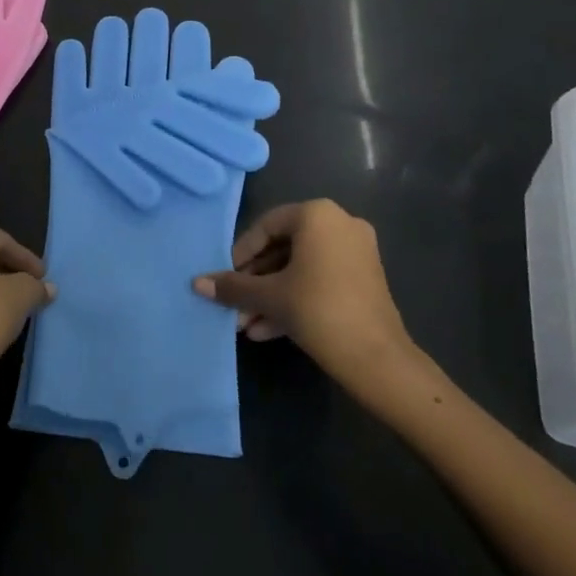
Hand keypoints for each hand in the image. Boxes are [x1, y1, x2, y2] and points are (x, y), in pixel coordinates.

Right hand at [194, 200, 420, 392]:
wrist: (378, 360)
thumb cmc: (319, 311)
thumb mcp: (270, 297)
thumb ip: (233, 286)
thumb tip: (196, 283)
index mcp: (317, 215)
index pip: (267, 226)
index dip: (241, 253)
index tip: (226, 277)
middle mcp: (340, 224)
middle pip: (283, 248)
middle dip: (256, 282)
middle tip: (234, 304)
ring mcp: (356, 252)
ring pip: (301, 269)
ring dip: (271, 296)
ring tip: (245, 325)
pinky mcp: (364, 279)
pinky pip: (320, 280)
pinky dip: (295, 299)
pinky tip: (267, 330)